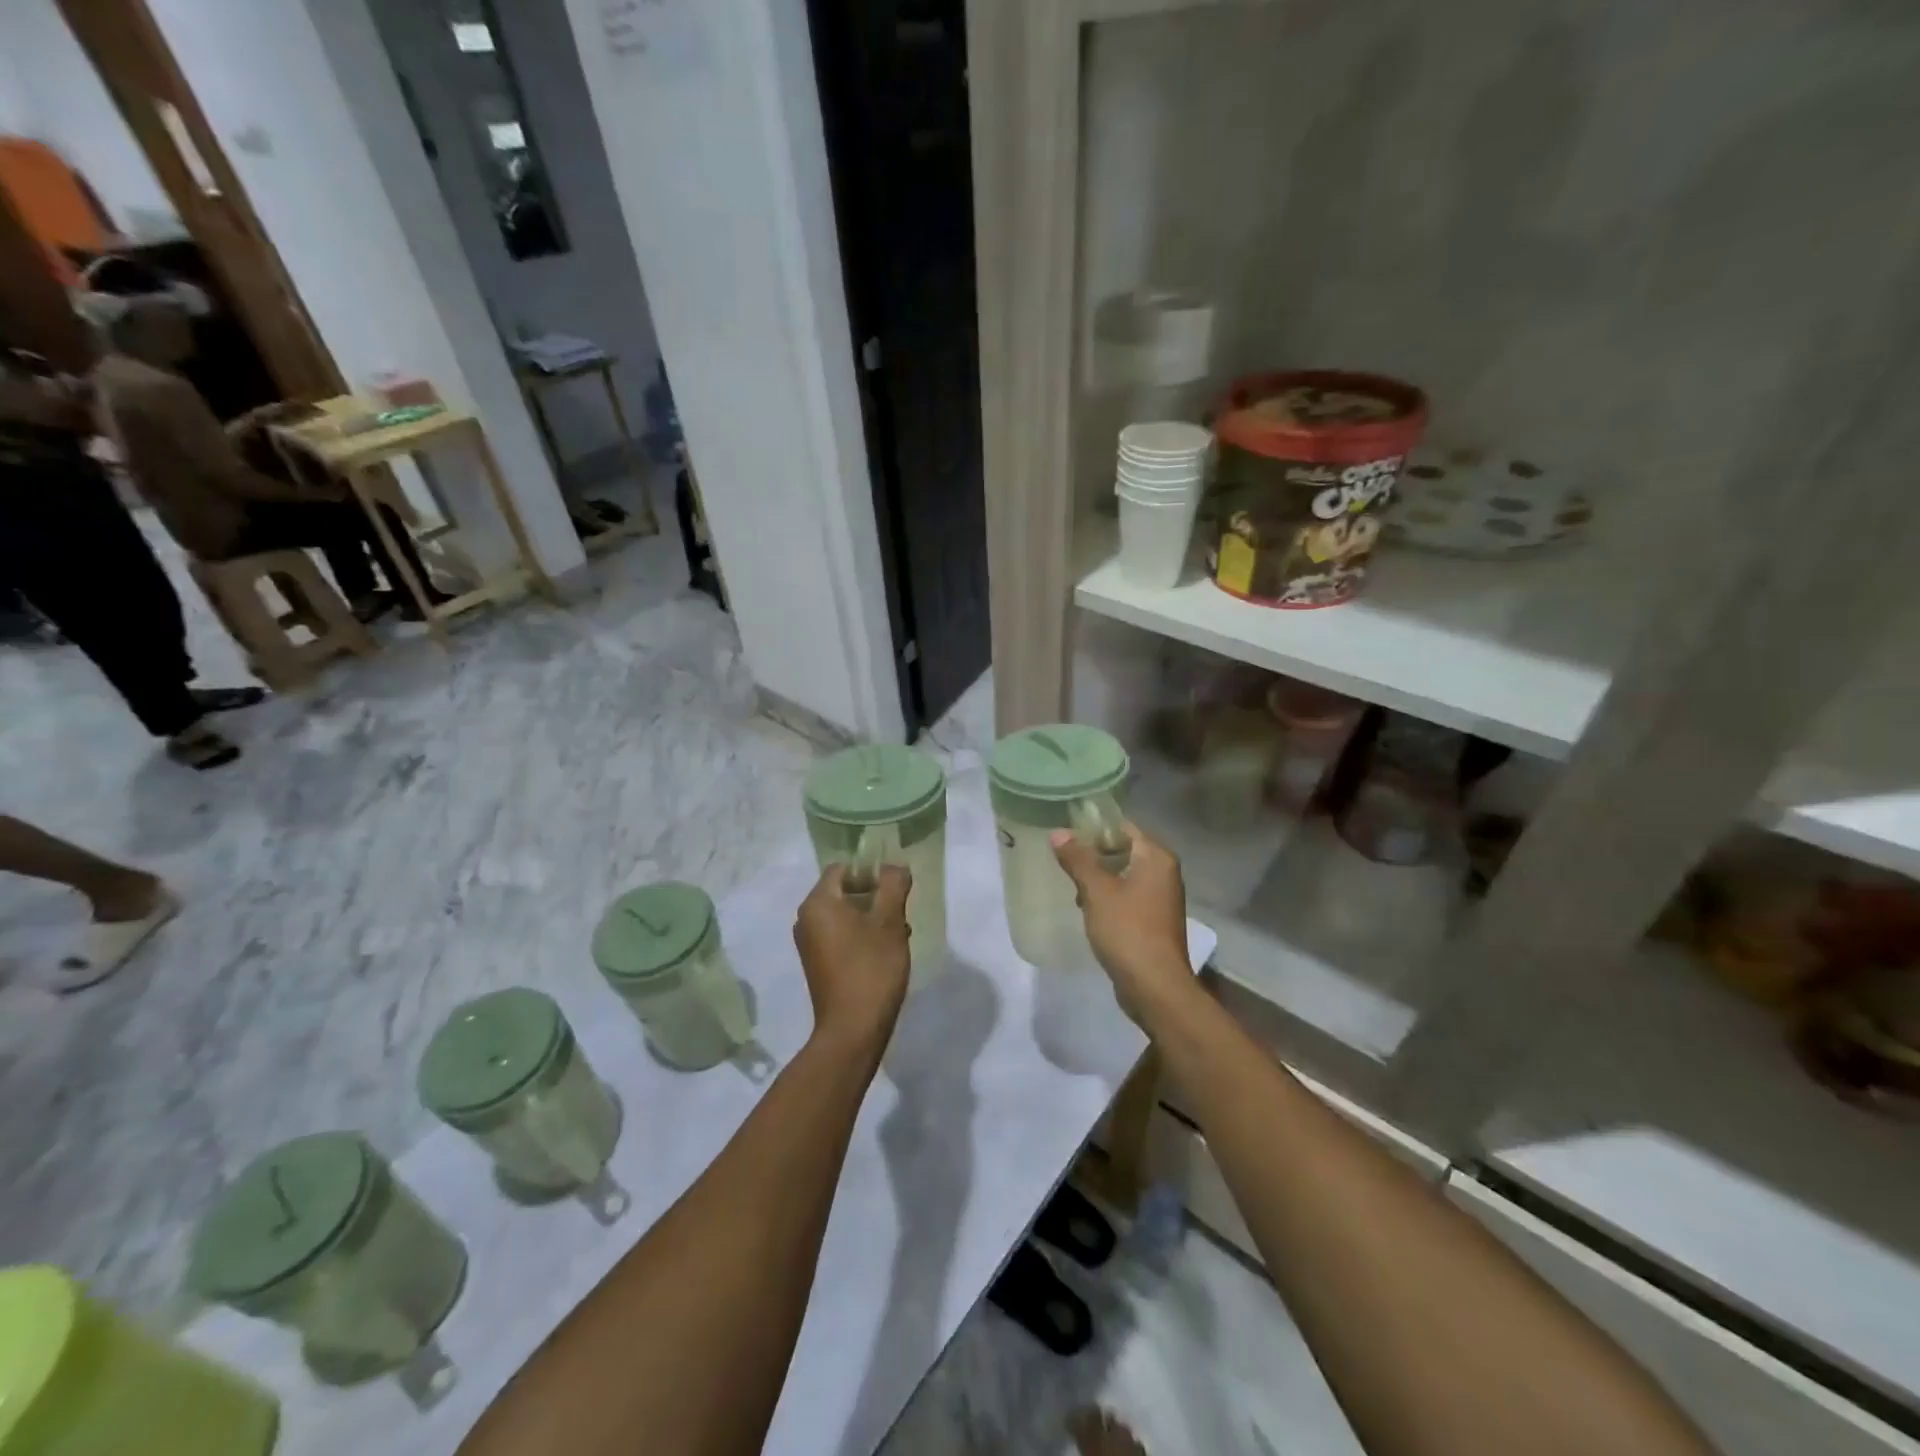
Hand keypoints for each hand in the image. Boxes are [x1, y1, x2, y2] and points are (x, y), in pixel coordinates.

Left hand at [793, 863, 911, 1055]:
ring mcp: (809, 943)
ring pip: (844, 914)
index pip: (843, 868)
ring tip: (898, 934)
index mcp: (818, 903)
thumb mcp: (890, 922)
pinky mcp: (817, 963)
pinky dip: (861, 935)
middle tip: (900, 911)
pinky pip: (839, 935)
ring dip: (871, 917)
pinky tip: (885, 951)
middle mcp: (806, 919)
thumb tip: (895, 866)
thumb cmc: (871, 969)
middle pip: (843, 891)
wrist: (852, 1030)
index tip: (895, 888)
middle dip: (874, 896)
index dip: (871, 871)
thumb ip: (894, 886)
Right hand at [1050, 821, 1194, 1026]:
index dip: (1095, 828)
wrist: (1154, 986)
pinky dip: (1109, 899)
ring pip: (1124, 876)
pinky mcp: (1154, 921)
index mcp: (1156, 858)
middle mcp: (1164, 873)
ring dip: (1099, 879)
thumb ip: (1078, 859)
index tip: (1067, 835)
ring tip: (1072, 887)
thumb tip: (1058, 832)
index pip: (1124, 827)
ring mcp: (1162, 899)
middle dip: (1094, 856)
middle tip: (1065, 861)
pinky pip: (1128, 898)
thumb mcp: (1096, 891)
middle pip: (1124, 850)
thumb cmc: (1127, 930)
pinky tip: (1088, 910)